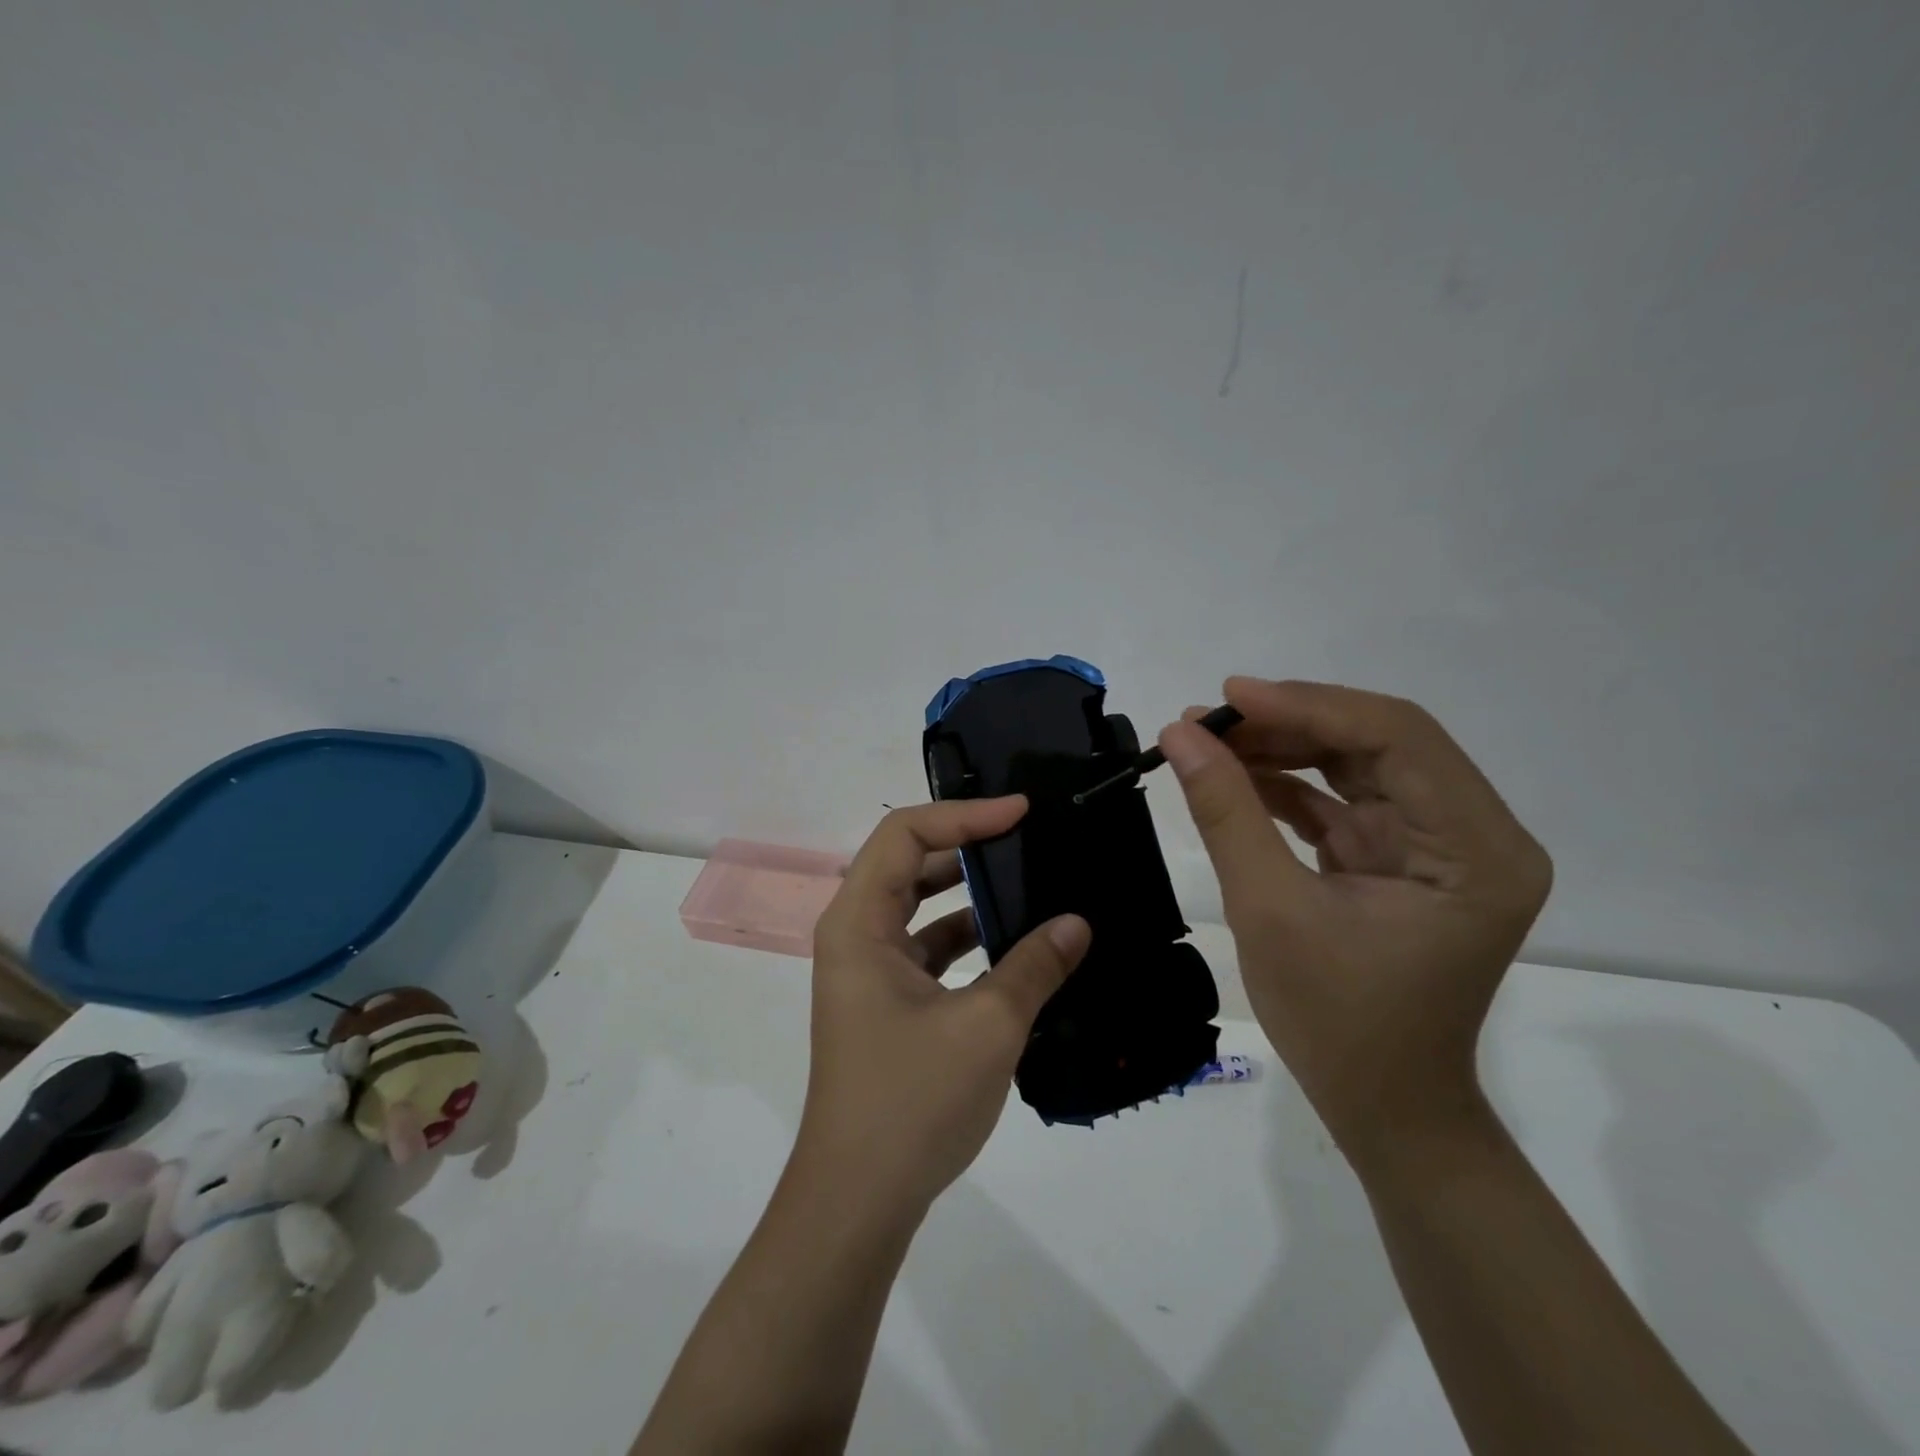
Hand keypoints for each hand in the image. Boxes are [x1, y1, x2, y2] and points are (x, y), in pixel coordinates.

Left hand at [799, 797, 1091, 1214]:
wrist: (859, 1200)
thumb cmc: (911, 1101)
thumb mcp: (986, 1027)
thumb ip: (1034, 967)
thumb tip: (1077, 923)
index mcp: (858, 923)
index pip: (905, 835)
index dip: (963, 815)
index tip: (1020, 812)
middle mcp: (855, 936)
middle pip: (907, 862)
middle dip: (966, 844)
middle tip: (1027, 836)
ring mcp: (869, 971)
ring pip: (919, 906)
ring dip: (968, 891)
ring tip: (1028, 880)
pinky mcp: (887, 1002)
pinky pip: (927, 948)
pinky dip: (966, 938)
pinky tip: (1015, 945)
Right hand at [1159, 679, 1551, 1154]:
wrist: (1383, 1107)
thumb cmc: (1337, 1023)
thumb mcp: (1270, 910)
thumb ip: (1227, 813)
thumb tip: (1181, 734)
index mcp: (1476, 849)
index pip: (1397, 738)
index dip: (1308, 706)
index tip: (1230, 697)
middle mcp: (1475, 834)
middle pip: (1380, 742)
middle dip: (1289, 722)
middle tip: (1206, 719)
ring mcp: (1440, 845)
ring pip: (1358, 763)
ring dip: (1283, 747)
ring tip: (1208, 740)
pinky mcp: (1402, 858)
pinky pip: (1344, 799)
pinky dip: (1289, 783)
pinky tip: (1233, 774)